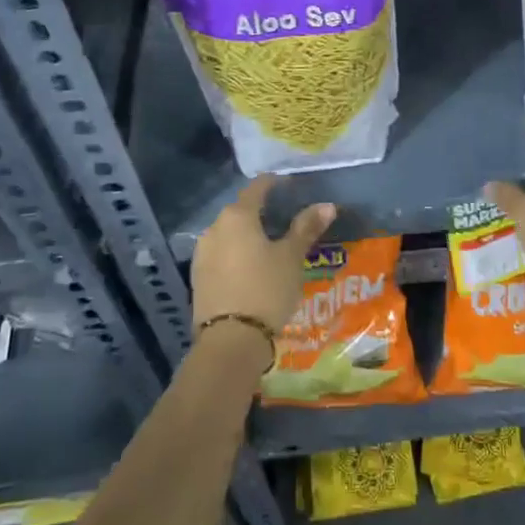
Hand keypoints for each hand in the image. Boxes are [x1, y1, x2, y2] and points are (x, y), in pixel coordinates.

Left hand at [191, 176, 335, 335]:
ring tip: (270, 247)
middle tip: (285, 221)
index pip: (257, 187)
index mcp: (237, 216)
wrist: (229, 341)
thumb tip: (327, 205)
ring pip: (229, 234)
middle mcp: (214, 228)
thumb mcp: (291, 258)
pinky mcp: (197, 277)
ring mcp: (202, 254)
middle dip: (262, 212)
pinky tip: (251, 269)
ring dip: (248, 235)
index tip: (291, 186)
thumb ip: (306, 228)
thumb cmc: (266, 289)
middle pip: (241, 210)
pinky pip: (221, 255)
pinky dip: (237, 255)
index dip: (275, 183)